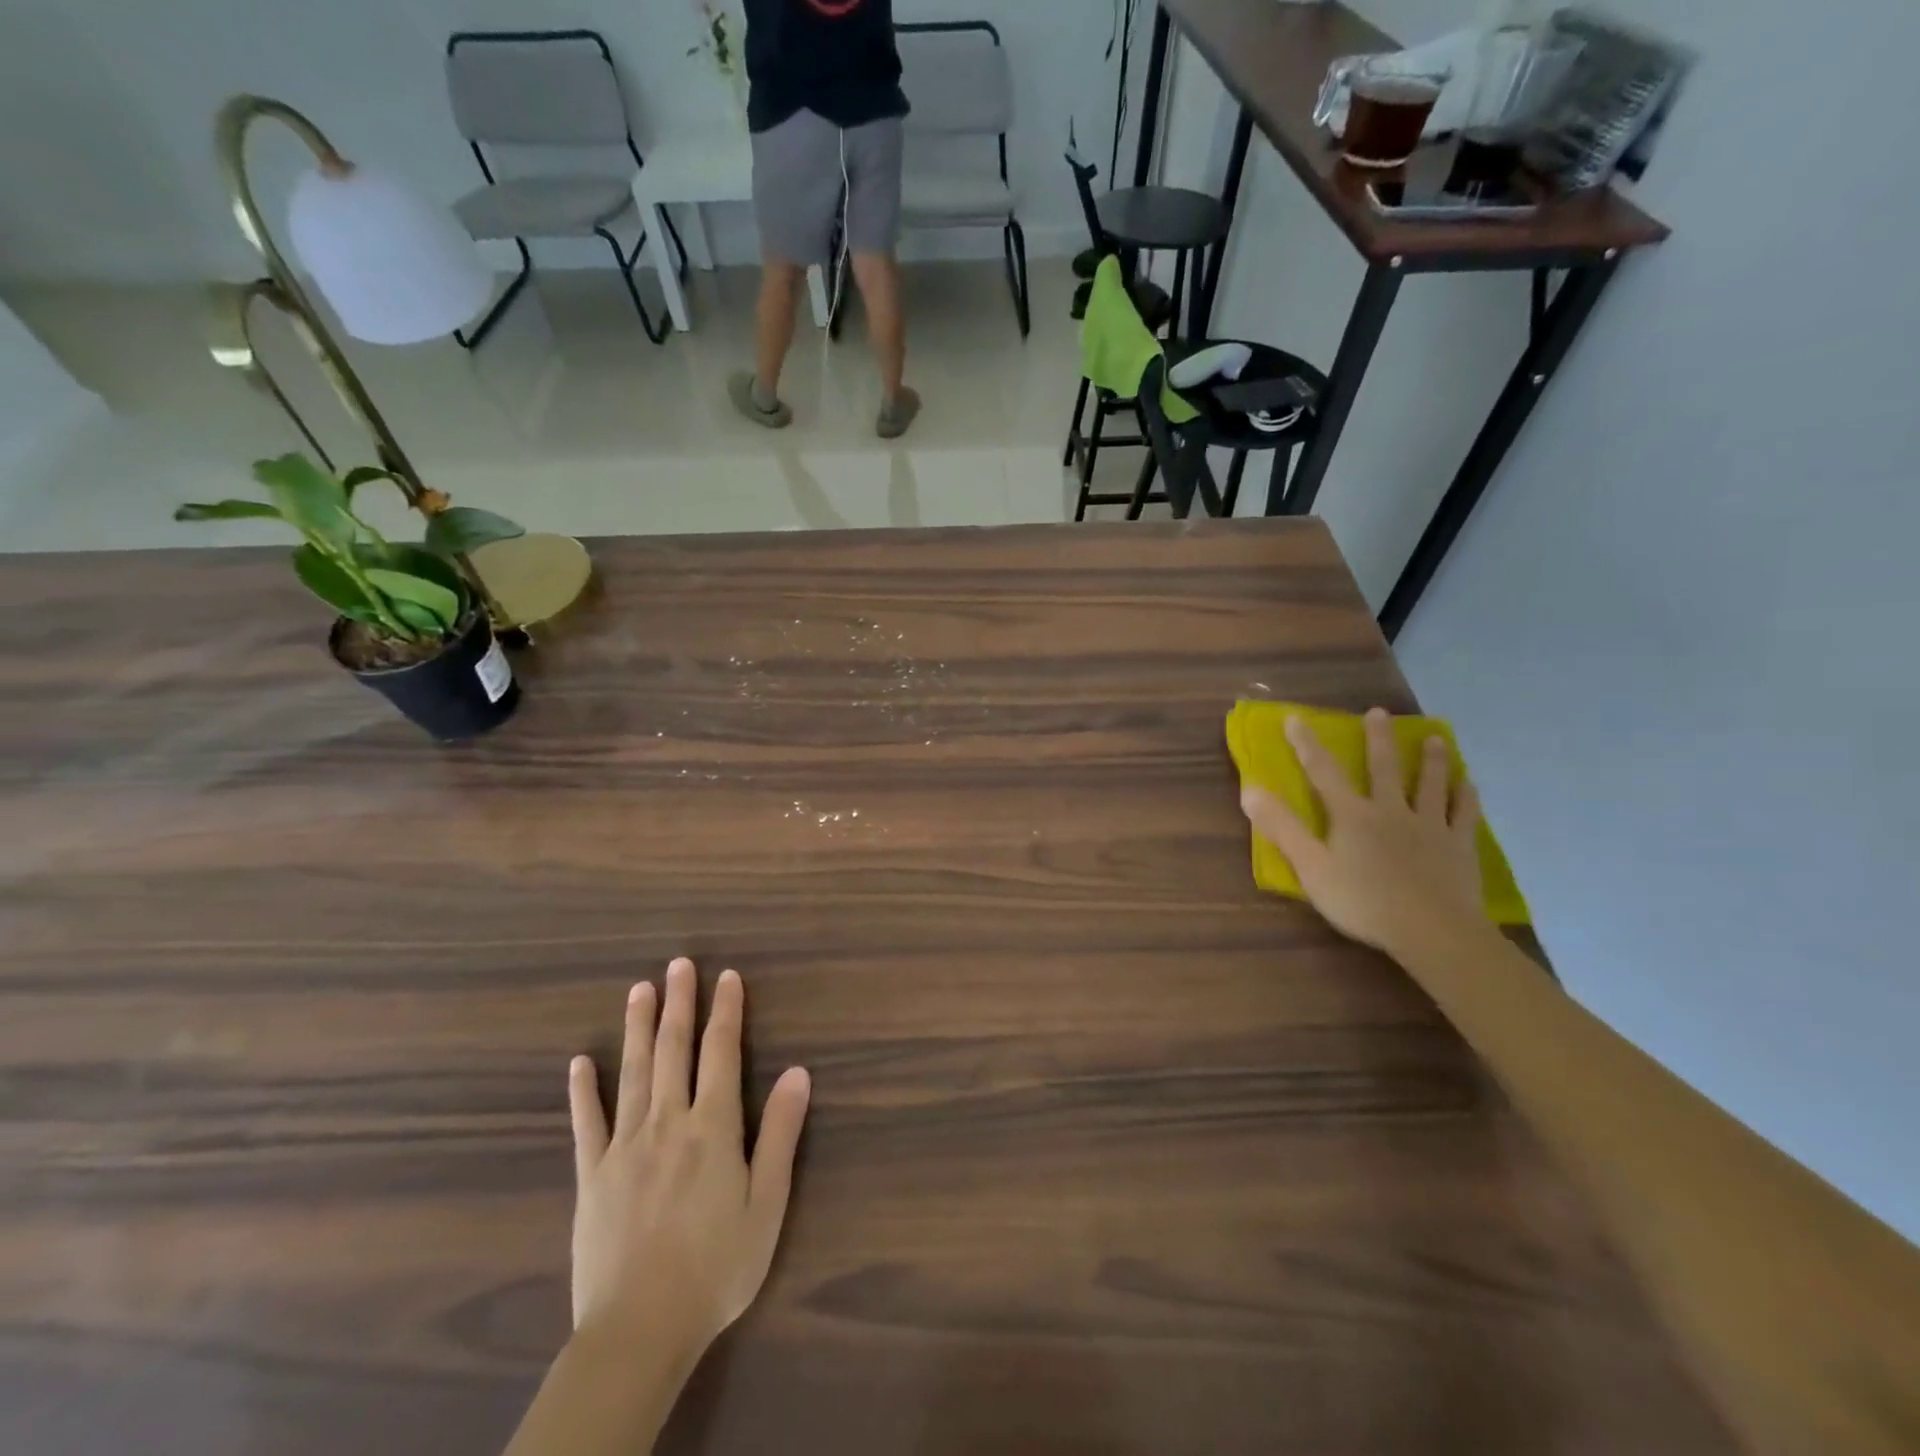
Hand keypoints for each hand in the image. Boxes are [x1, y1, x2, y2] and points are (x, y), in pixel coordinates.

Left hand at [567, 958, 810, 1359]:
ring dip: (638, 1028)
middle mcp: (668, 1122)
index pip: (721, 1053)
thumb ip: (781, 1133)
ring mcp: (625, 1146)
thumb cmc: (717, 1266)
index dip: (726, 1011)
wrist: (640, 1329)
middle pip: (674, 1050)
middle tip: (679, 964)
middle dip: (679, 1003)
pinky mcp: (592, 1176)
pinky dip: (583, 1091)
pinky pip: (587, 1123)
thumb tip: (799, 1072)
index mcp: (713, 1127)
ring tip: (639, 990)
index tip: (727, 976)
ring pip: (633, 1073)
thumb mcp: (767, 1203)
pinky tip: (579, 1062)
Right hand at [1240, 708, 1486, 959]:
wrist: (1432, 931)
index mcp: (1352, 816)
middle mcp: (1391, 811)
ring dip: (1431, 759)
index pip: (1323, 772)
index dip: (1307, 744)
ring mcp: (1430, 826)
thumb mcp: (1311, 868)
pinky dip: (1466, 796)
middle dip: (1378, 739)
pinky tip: (1470, 784)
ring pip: (1430, 784)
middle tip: (1379, 712)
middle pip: (1384, 768)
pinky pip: (1464, 814)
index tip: (1295, 719)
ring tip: (1435, 738)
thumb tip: (1250, 790)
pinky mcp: (1459, 846)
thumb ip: (1282, 828)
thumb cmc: (1363, 901)